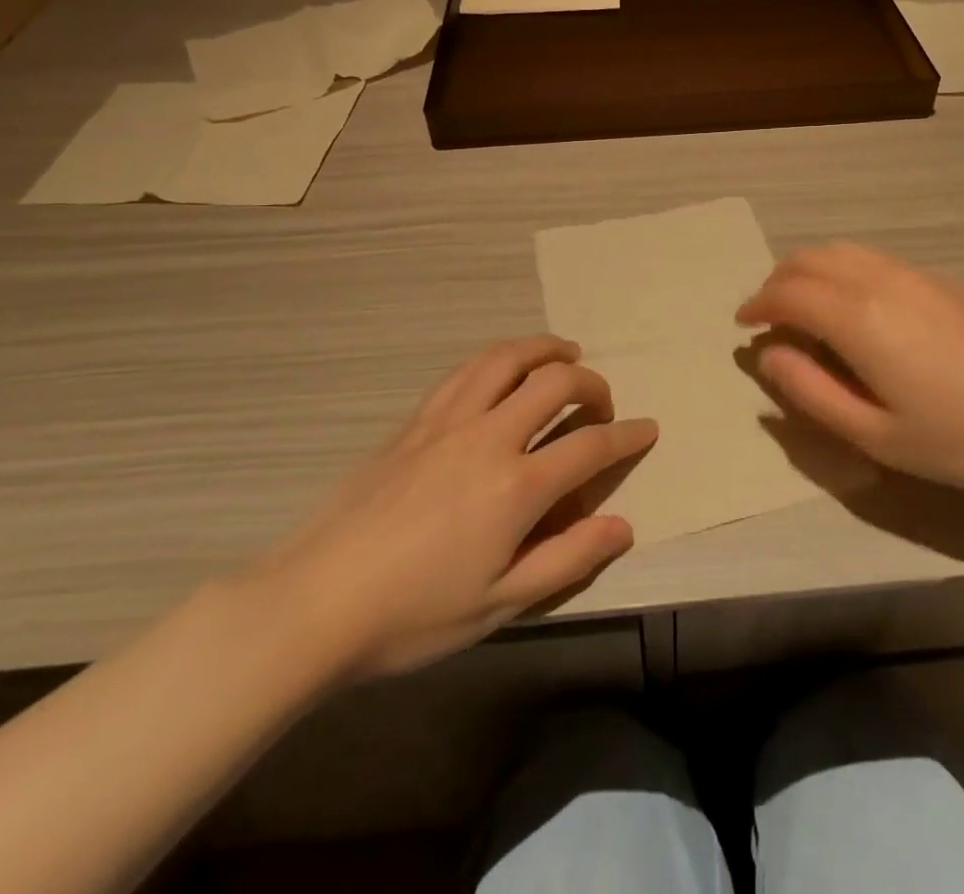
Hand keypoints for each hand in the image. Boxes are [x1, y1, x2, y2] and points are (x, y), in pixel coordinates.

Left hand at [248, 336, 655, 681]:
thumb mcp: (500, 603)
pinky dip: (499, 358)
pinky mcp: (415, 419)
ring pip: (507, 358)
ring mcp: (448, 420)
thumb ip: (567, 558)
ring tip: (564, 354)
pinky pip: (467, 370)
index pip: (590, 445)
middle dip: (592, 384)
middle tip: (602, 402)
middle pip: (555, 382)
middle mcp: (488, 436)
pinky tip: (503, 369)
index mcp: (517, 486)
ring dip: (544, 349)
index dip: (628, 435)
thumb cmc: (414, 614)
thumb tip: (623, 525)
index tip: (648, 430)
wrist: (316, 601)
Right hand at [737, 244, 963, 497]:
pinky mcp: (940, 280)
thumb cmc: (963, 438)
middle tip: (768, 314)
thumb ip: (812, 393)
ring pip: (842, 251)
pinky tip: (853, 301)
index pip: (788, 293)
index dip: (758, 305)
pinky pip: (872, 257)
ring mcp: (914, 275)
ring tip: (803, 303)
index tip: (744, 325)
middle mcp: (879, 281)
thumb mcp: (876, 436)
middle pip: (810, 259)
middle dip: (778, 280)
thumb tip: (770, 357)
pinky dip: (841, 268)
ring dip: (809, 268)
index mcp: (857, 318)